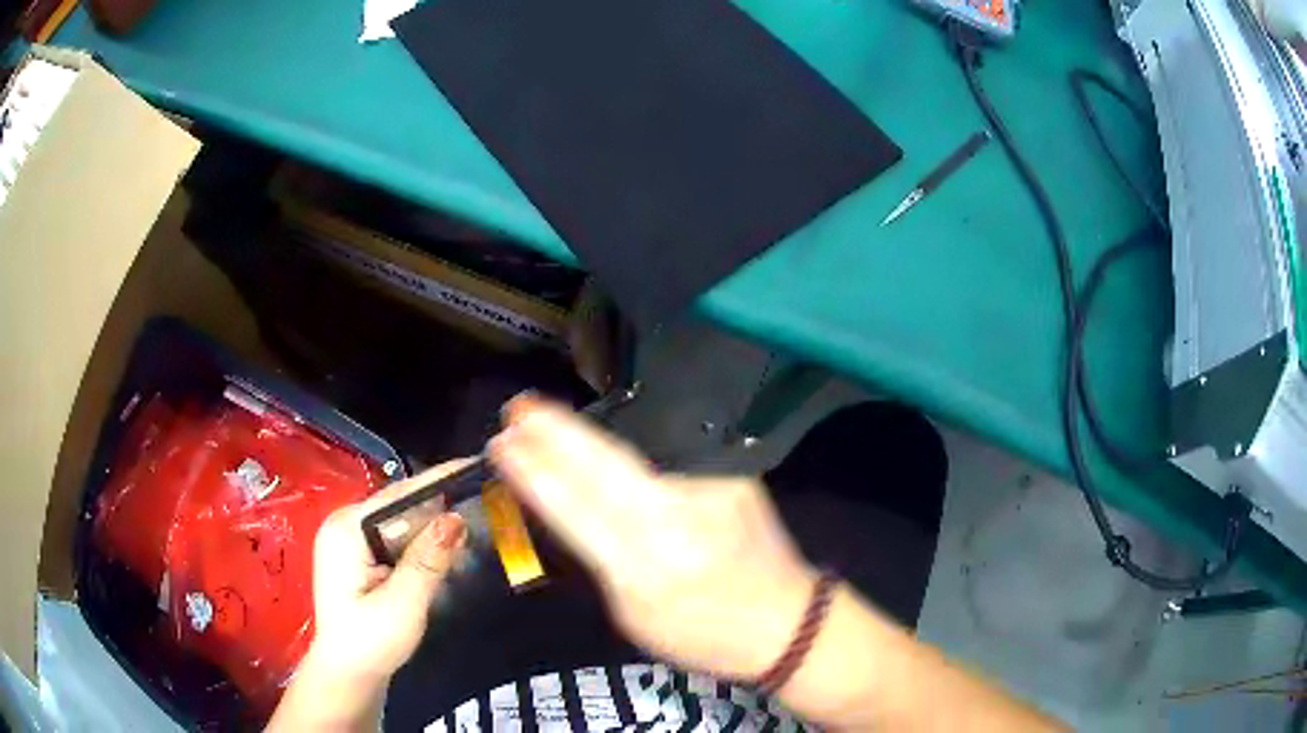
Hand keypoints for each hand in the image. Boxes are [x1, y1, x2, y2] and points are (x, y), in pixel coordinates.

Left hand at [307, 461, 469, 681]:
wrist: (348, 674)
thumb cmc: (371, 642)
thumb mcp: (403, 603)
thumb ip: (428, 559)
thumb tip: (456, 518)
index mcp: (346, 529)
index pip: (397, 496)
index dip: (437, 482)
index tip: (473, 466)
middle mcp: (344, 526)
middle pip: (399, 506)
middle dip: (438, 505)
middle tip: (483, 499)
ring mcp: (350, 541)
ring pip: (399, 523)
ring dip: (433, 527)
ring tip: (472, 523)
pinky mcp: (359, 557)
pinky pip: (395, 539)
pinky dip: (421, 543)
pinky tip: (445, 549)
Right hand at [489, 396, 816, 679]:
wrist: (788, 621)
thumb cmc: (703, 634)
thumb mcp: (635, 615)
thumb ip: (602, 561)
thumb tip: (571, 508)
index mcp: (643, 570)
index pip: (573, 509)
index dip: (533, 473)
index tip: (501, 443)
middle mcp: (675, 522)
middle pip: (602, 465)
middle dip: (553, 431)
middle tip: (517, 406)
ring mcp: (709, 492)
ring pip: (634, 458)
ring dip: (587, 438)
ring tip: (545, 416)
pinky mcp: (733, 476)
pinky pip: (668, 462)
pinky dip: (636, 456)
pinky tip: (613, 450)